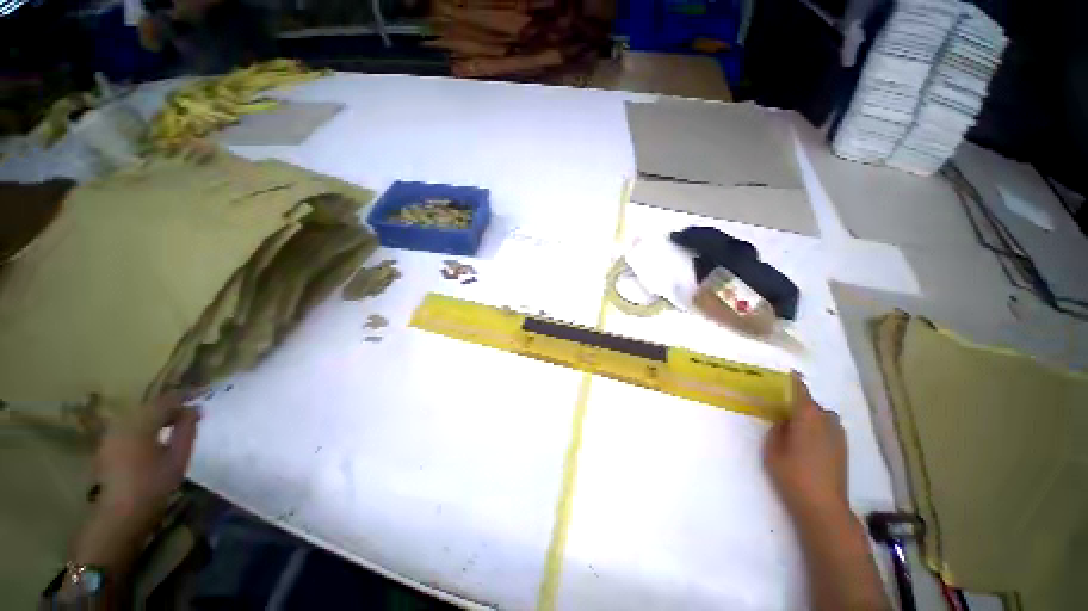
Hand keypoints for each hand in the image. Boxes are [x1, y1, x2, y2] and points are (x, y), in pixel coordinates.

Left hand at [71, 393, 199, 572]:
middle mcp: (123, 422)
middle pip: (149, 406)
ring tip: (173, 425)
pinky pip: (128, 426)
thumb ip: (186, 430)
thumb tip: (193, 410)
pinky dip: (143, 426)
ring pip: (137, 416)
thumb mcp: (178, 457)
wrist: (121, 514)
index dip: (184, 397)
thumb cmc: (154, 485)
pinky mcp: (107, 445)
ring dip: (155, 417)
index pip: (166, 401)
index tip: (201, 399)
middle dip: (169, 407)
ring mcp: (111, 434)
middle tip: (189, 414)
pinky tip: (152, 437)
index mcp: (141, 423)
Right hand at [764, 374, 848, 520]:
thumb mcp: (773, 449)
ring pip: (820, 416)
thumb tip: (784, 421)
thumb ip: (777, 429)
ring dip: (808, 416)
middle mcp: (827, 421)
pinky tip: (805, 441)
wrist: (823, 506)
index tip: (784, 371)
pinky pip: (826, 428)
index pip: (800, 390)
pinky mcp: (842, 448)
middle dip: (797, 402)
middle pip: (811, 403)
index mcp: (808, 416)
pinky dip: (816, 427)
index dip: (792, 379)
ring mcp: (838, 435)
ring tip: (792, 426)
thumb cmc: (792, 474)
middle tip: (779, 407)